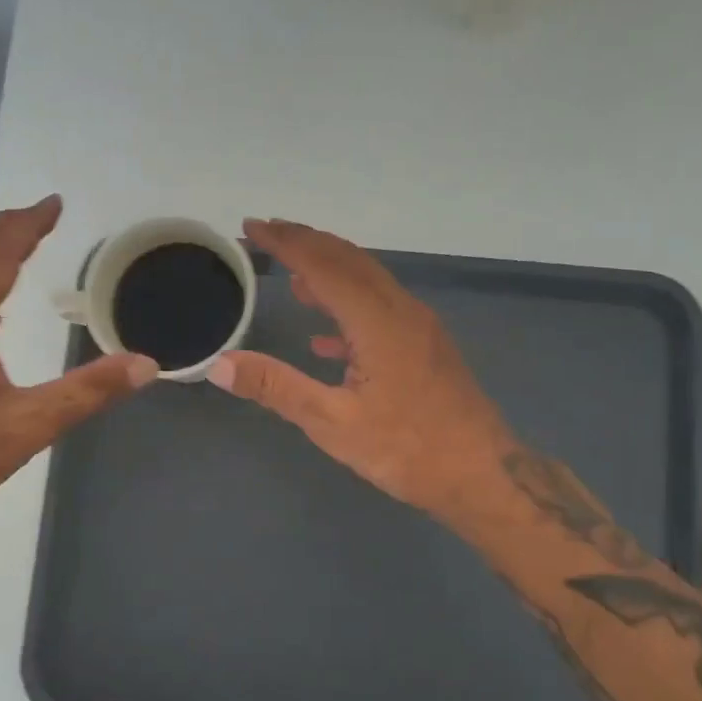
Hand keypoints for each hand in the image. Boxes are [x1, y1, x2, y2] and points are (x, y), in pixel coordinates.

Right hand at [209, 220, 518, 530]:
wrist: (481, 474)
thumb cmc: (406, 450)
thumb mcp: (332, 424)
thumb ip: (277, 388)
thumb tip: (220, 364)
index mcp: (377, 321)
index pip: (323, 265)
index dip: (285, 242)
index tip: (251, 226)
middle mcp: (400, 310)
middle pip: (348, 259)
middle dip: (305, 242)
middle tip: (265, 234)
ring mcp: (419, 326)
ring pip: (368, 280)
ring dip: (328, 269)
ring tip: (291, 273)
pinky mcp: (426, 345)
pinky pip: (380, 308)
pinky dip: (348, 306)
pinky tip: (324, 336)